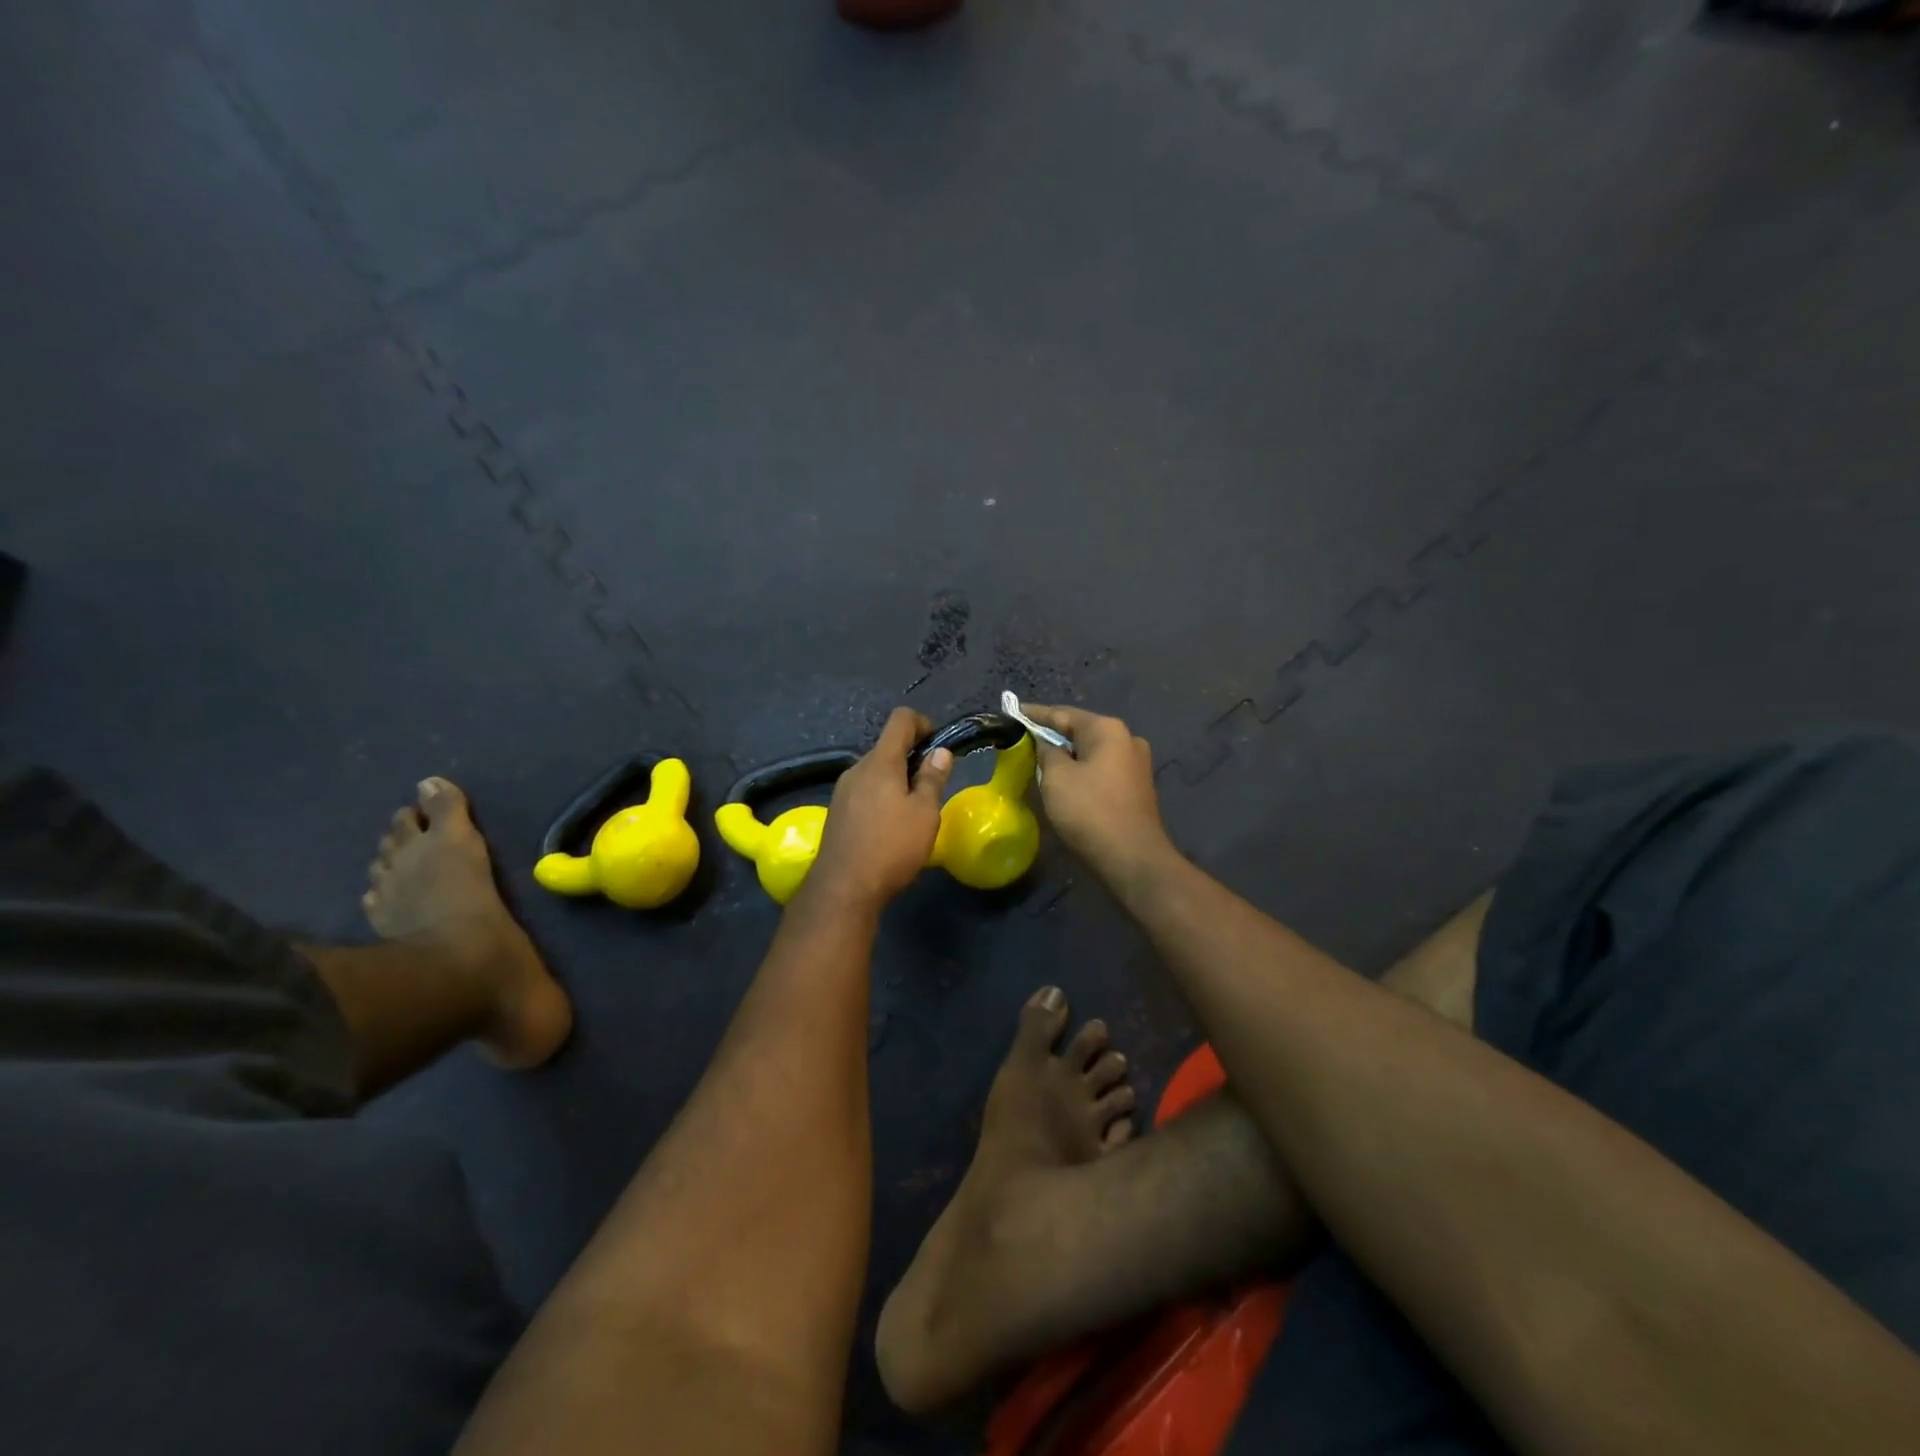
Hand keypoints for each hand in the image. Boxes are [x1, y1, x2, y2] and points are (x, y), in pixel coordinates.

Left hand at [805, 708, 954, 913]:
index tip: (938, 747)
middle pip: (887, 747)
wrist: (843, 889)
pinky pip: (864, 791)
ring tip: (913, 812)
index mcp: (880, 762)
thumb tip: (940, 752)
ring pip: (875, 771)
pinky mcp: (837, 812)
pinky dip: (881, 797)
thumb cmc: (891, 847)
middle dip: (912, 758)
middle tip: (931, 787)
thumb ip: (933, 778)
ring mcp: (843, 790)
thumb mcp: (925, 814)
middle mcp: (857, 769)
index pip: (900, 719)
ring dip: (896, 780)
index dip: (923, 723)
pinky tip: (890, 827)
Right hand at [1023, 704, 1174, 888]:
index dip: (1036, 714)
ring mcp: (1136, 763)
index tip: (1014, 712)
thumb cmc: (1090, 811)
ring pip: (1092, 751)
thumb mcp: (1056, 778)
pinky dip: (1082, 770)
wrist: (1132, 857)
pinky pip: (1102, 769)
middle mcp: (1127, 739)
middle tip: (1024, 739)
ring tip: (1041, 760)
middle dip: (1053, 735)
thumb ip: (1046, 752)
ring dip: (1068, 755)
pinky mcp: (1137, 786)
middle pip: (1081, 731)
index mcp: (1107, 730)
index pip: (1063, 714)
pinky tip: (1066, 780)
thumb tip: (1047, 744)